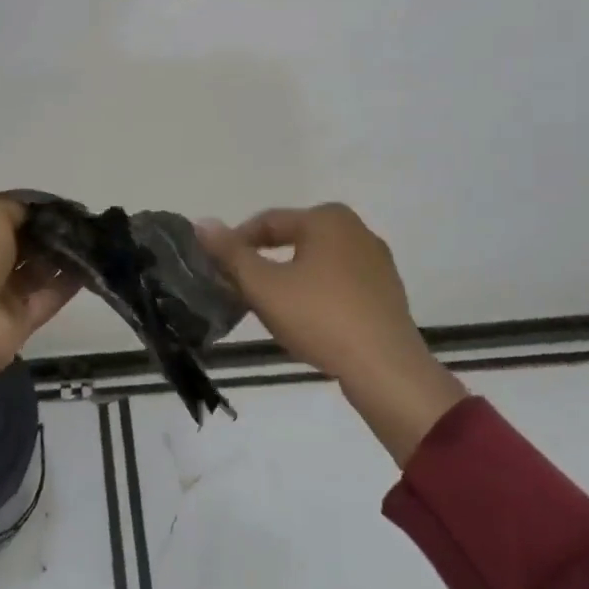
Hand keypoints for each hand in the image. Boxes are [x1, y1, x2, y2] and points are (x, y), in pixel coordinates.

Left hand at [0, 198, 78, 395]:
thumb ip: (13, 209)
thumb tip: (32, 215)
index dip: (24, 212)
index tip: (55, 206)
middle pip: (17, 246)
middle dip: (45, 234)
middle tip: (77, 223)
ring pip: (34, 272)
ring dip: (60, 256)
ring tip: (89, 240)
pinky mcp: (17, 322)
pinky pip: (47, 298)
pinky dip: (68, 283)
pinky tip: (89, 265)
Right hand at [198, 204, 465, 463]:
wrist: (386, 370)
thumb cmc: (320, 318)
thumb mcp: (264, 286)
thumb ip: (230, 254)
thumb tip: (202, 223)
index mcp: (327, 218)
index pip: (267, 222)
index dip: (235, 243)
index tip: (216, 268)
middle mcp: (356, 229)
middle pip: (293, 239)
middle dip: (262, 261)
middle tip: (238, 288)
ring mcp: (376, 261)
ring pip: (316, 262)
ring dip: (288, 278)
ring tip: (267, 307)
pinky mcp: (386, 291)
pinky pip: (338, 282)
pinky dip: (315, 293)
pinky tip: (305, 320)